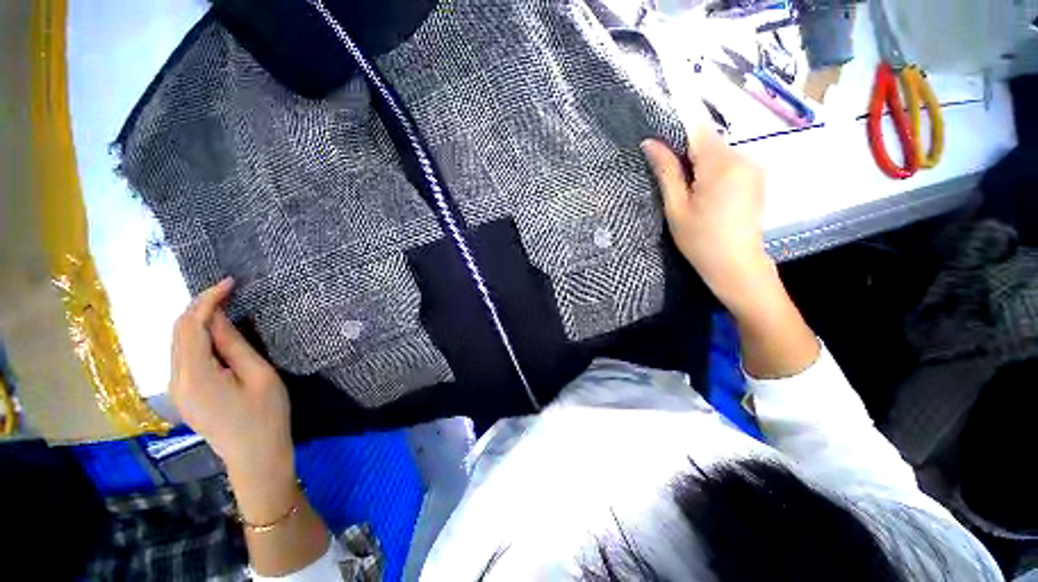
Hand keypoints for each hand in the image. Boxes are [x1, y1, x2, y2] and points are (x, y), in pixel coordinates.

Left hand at [169, 278, 293, 486]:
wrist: (255, 457)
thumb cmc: (266, 416)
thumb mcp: (260, 377)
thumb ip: (235, 346)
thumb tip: (220, 317)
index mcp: (196, 376)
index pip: (190, 326)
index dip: (206, 300)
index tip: (229, 283)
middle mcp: (176, 381)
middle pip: (178, 333)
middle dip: (199, 307)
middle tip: (227, 291)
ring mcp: (177, 390)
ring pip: (178, 344)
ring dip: (197, 321)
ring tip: (223, 306)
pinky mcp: (184, 395)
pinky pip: (183, 357)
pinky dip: (196, 338)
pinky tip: (215, 333)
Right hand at [642, 128, 775, 314]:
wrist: (736, 265)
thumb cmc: (699, 239)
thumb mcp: (675, 207)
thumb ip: (666, 172)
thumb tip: (649, 142)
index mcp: (720, 165)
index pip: (697, 129)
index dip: (680, 119)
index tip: (666, 107)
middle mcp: (743, 158)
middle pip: (708, 142)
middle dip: (688, 153)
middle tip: (673, 180)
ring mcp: (754, 167)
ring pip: (718, 153)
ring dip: (701, 164)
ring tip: (691, 194)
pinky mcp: (757, 177)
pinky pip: (730, 163)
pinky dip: (714, 171)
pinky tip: (708, 195)